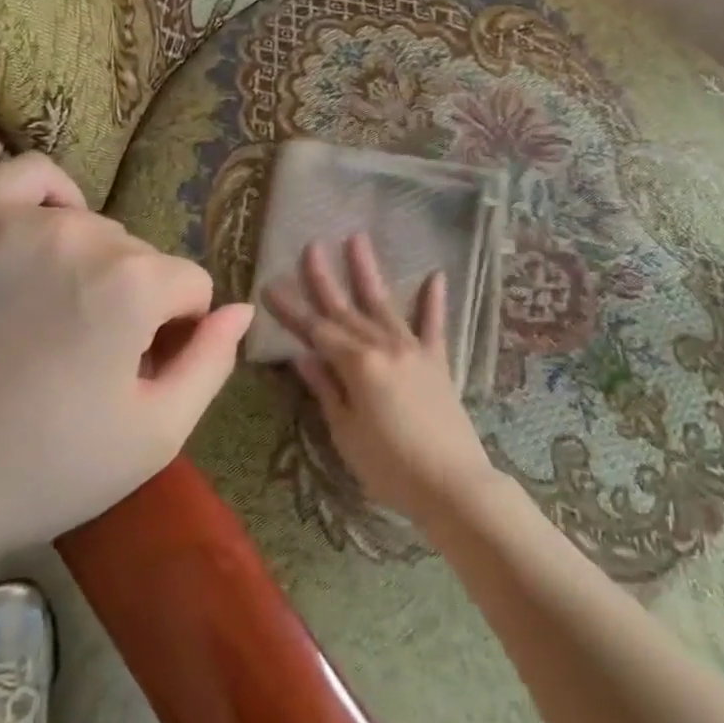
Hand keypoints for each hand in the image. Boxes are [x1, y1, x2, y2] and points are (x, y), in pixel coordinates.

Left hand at [0, 154, 252, 575]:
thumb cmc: (37, 472)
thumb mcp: (152, 439)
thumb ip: (211, 364)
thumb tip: (242, 309)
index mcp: (132, 286)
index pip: (190, 287)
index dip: (174, 335)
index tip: (134, 374)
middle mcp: (79, 236)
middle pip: (141, 259)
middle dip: (132, 304)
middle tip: (83, 360)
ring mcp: (9, 221)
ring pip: (93, 227)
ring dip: (92, 266)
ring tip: (51, 317)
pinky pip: (28, 177)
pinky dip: (51, 199)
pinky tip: (42, 237)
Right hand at [264, 235, 497, 527]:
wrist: (453, 484)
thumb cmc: (390, 466)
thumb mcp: (346, 432)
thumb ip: (326, 389)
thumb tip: (302, 355)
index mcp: (357, 365)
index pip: (315, 330)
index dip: (291, 309)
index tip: (270, 284)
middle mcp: (384, 347)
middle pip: (346, 309)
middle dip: (324, 278)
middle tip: (310, 245)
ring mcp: (414, 350)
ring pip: (384, 304)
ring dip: (368, 272)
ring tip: (356, 238)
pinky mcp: (438, 362)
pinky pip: (434, 325)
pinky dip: (434, 301)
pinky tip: (436, 274)